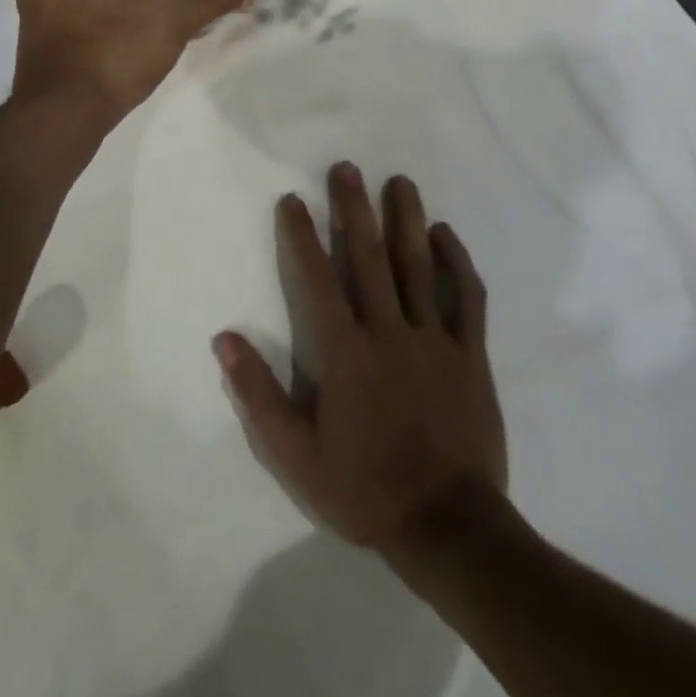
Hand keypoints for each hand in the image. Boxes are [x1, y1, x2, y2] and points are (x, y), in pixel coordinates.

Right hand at [214, 163, 505, 553]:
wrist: (450, 528)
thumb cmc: (365, 489)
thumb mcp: (296, 455)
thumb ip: (258, 394)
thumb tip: (224, 339)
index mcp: (345, 352)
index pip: (316, 279)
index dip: (301, 236)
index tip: (292, 199)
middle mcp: (389, 332)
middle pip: (368, 257)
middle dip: (354, 208)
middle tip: (347, 168)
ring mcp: (435, 339)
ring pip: (418, 267)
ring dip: (406, 220)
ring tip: (399, 181)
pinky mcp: (471, 355)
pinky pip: (467, 299)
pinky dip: (457, 263)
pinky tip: (446, 235)